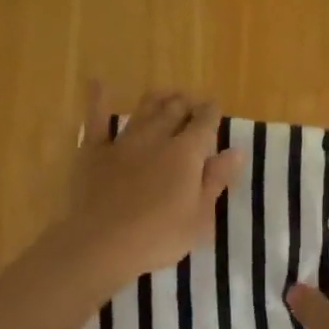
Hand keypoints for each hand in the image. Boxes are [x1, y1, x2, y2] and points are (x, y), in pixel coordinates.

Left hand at [59, 83, 242, 290]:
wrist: (102, 244)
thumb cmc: (159, 237)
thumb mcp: (200, 217)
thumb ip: (216, 180)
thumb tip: (235, 151)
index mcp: (186, 153)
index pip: (205, 123)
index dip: (212, 113)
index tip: (215, 109)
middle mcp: (156, 138)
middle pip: (174, 110)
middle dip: (185, 103)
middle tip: (191, 103)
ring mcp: (123, 142)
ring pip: (143, 110)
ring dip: (157, 99)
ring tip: (165, 95)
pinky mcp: (93, 152)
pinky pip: (96, 119)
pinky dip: (98, 99)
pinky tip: (98, 83)